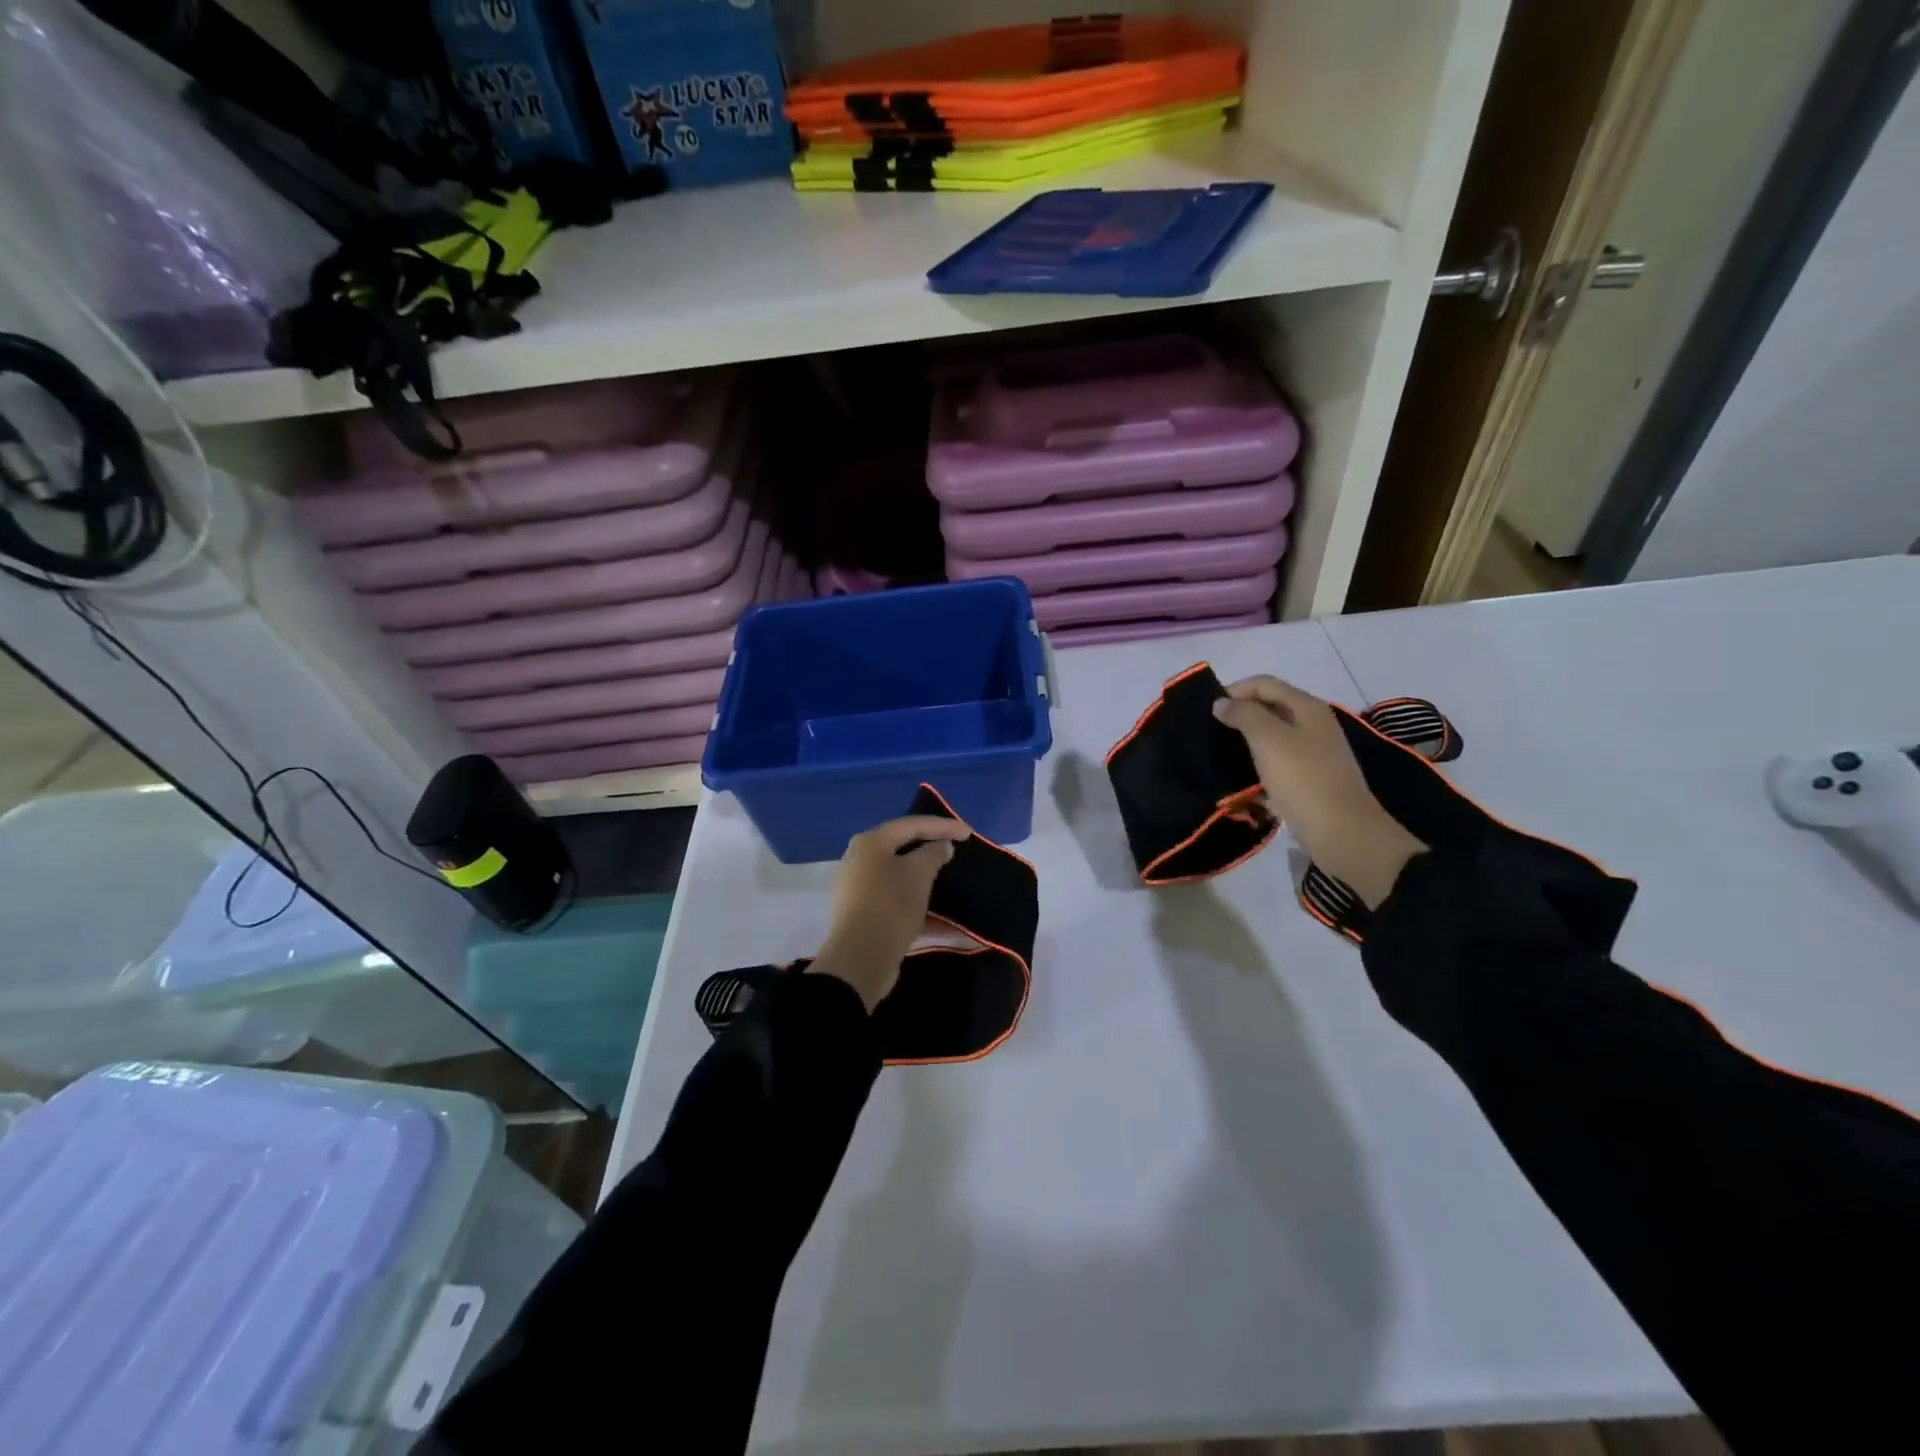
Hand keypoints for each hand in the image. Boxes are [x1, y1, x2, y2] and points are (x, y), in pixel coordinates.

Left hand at [809, 814, 972, 1010]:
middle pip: (903, 850)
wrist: (861, 958)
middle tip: (956, 852)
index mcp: (870, 843)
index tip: (969, 833)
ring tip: (952, 884)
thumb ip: (934, 853)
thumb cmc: (891, 904)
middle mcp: (860, 861)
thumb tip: (940, 846)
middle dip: (932, 852)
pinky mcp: (866, 916)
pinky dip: (921, 908)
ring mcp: (860, 890)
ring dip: (927, 882)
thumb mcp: (919, 873)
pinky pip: (899, 903)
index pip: (911, 825)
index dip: (943, 826)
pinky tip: (946, 922)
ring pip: (901, 879)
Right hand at [1213, 675, 1426, 907]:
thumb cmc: (1303, 779)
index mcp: (1307, 707)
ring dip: (1246, 740)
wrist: (1342, 832)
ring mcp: (1314, 751)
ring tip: (1221, 753)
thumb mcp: (1268, 740)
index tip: (1207, 711)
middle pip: (1269, 706)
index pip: (1264, 683)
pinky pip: (1277, 760)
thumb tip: (1222, 702)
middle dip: (1239, 714)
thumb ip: (1244, 715)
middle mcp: (1313, 723)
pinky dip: (1258, 762)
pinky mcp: (1310, 776)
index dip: (1235, 690)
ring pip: (1272, 734)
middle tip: (1210, 732)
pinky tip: (1242, 777)